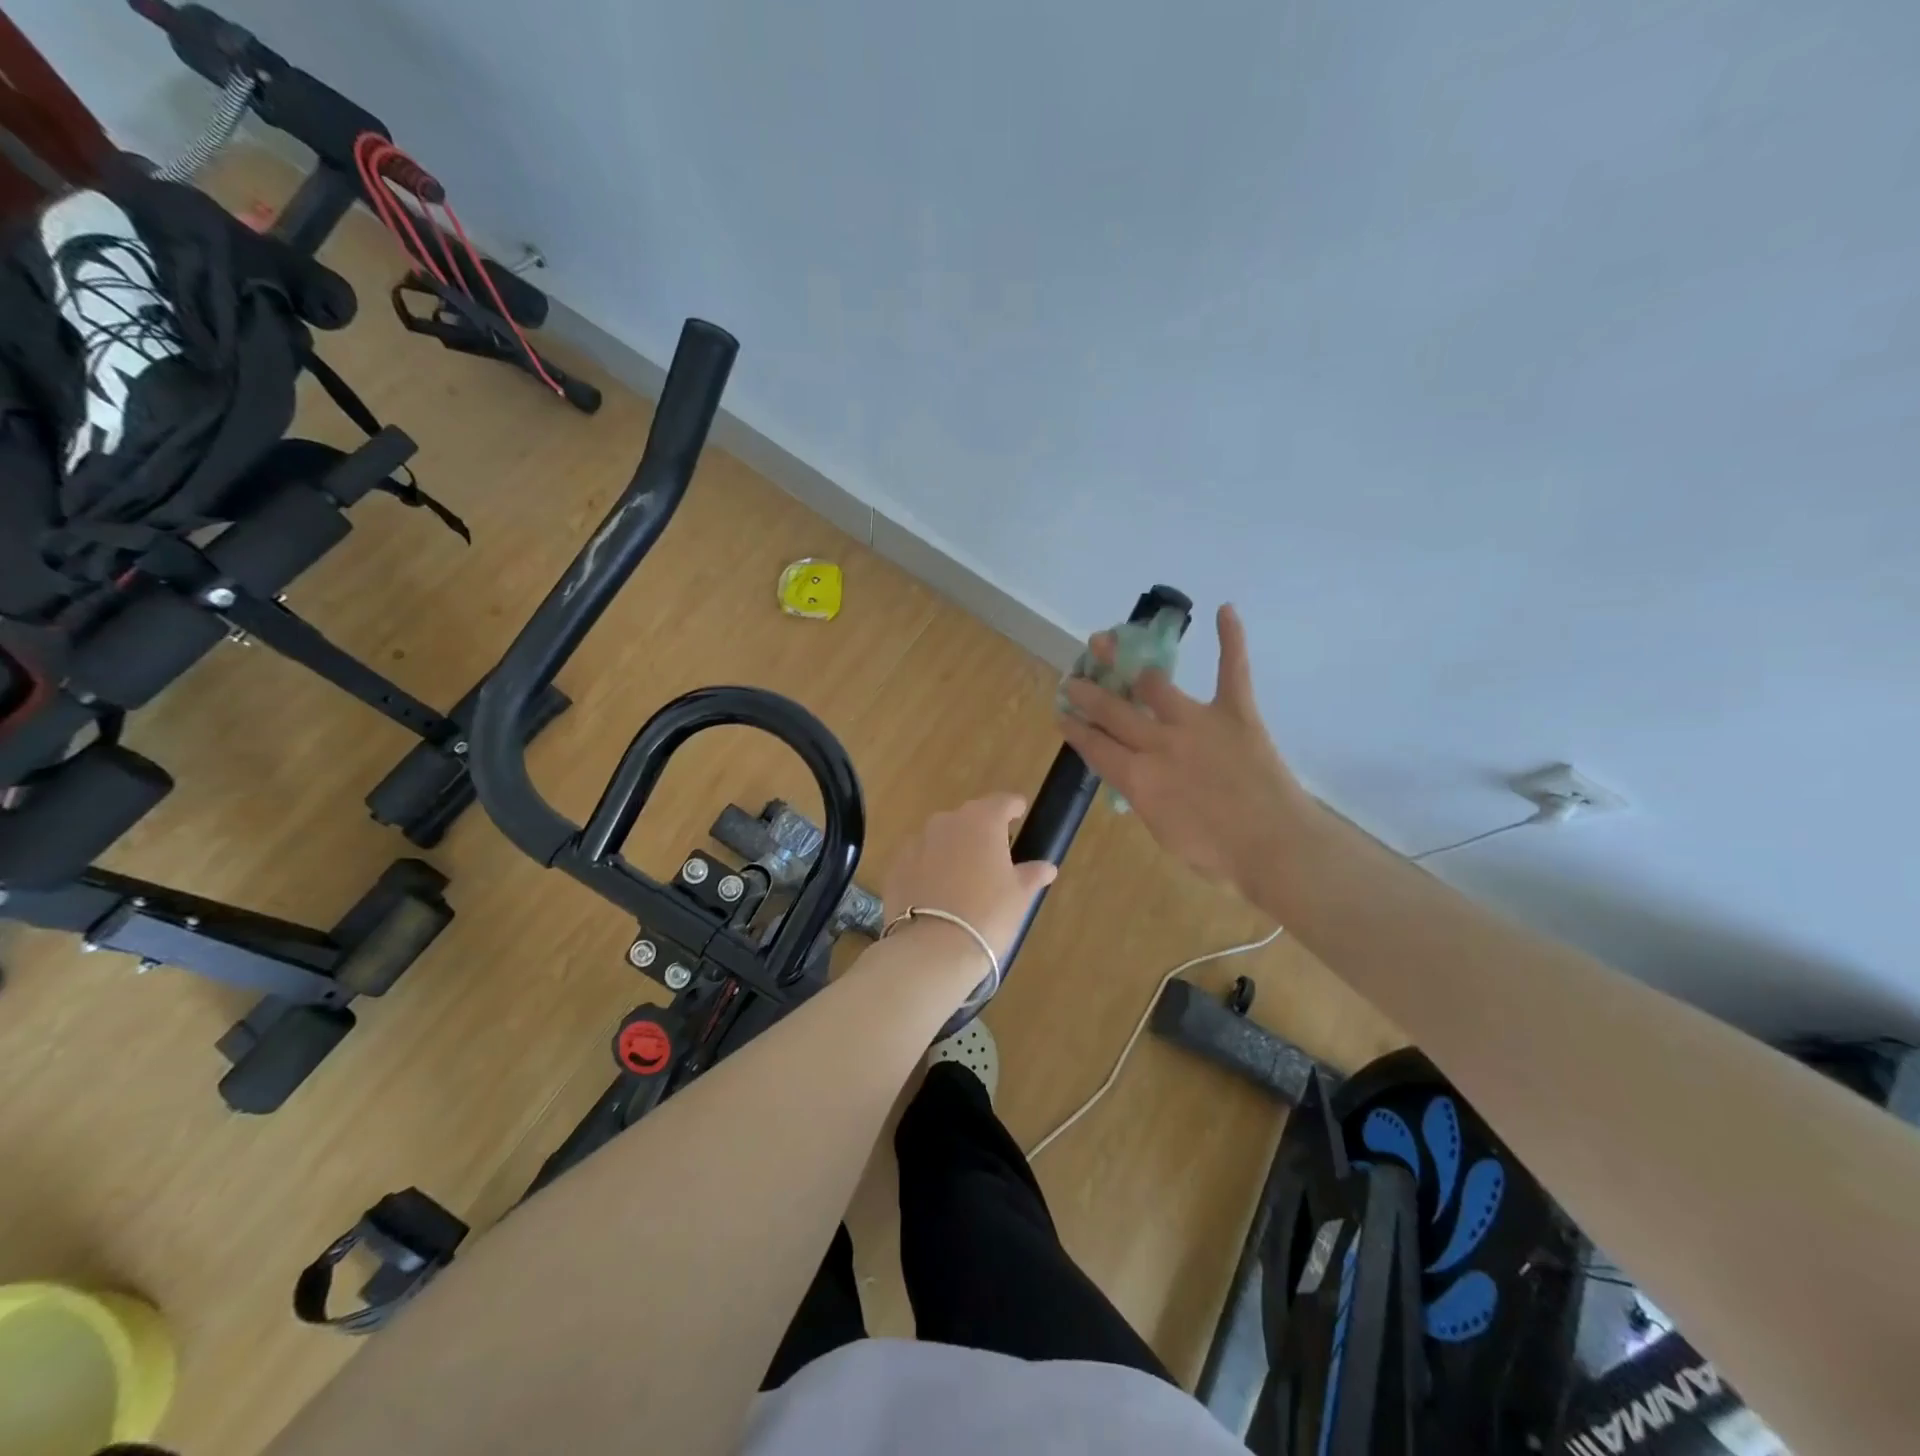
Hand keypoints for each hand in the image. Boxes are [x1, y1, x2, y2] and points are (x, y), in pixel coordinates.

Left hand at [883, 794, 1059, 963]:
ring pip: (941, 837)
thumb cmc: (988, 915)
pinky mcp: (896, 865)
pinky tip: (936, 892)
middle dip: (982, 830)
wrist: (932, 948)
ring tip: (963, 877)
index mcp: (982, 821)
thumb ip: (1032, 874)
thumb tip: (1046, 867)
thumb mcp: (1019, 896)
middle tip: (994, 855)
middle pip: (970, 817)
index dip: (1014, 807)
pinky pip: (919, 859)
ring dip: (953, 848)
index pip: (1002, 802)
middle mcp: (947, 822)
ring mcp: (916, 842)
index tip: (1020, 814)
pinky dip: (929, 867)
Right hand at [1060, 604, 1314, 892]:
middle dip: (1087, 692)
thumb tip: (1138, 778)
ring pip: (1155, 684)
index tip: (1062, 714)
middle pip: (1112, 710)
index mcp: (1137, 778)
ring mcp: (1196, 722)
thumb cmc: (1217, 855)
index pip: (1094, 746)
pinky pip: (1232, 670)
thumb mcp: (1163, 833)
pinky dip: (1231, 639)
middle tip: (1074, 680)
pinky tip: (1226, 610)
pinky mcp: (1237, 713)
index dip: (1075, 728)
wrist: (1274, 846)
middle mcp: (1158, 742)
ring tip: (1115, 645)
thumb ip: (1145, 798)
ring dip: (1131, 665)